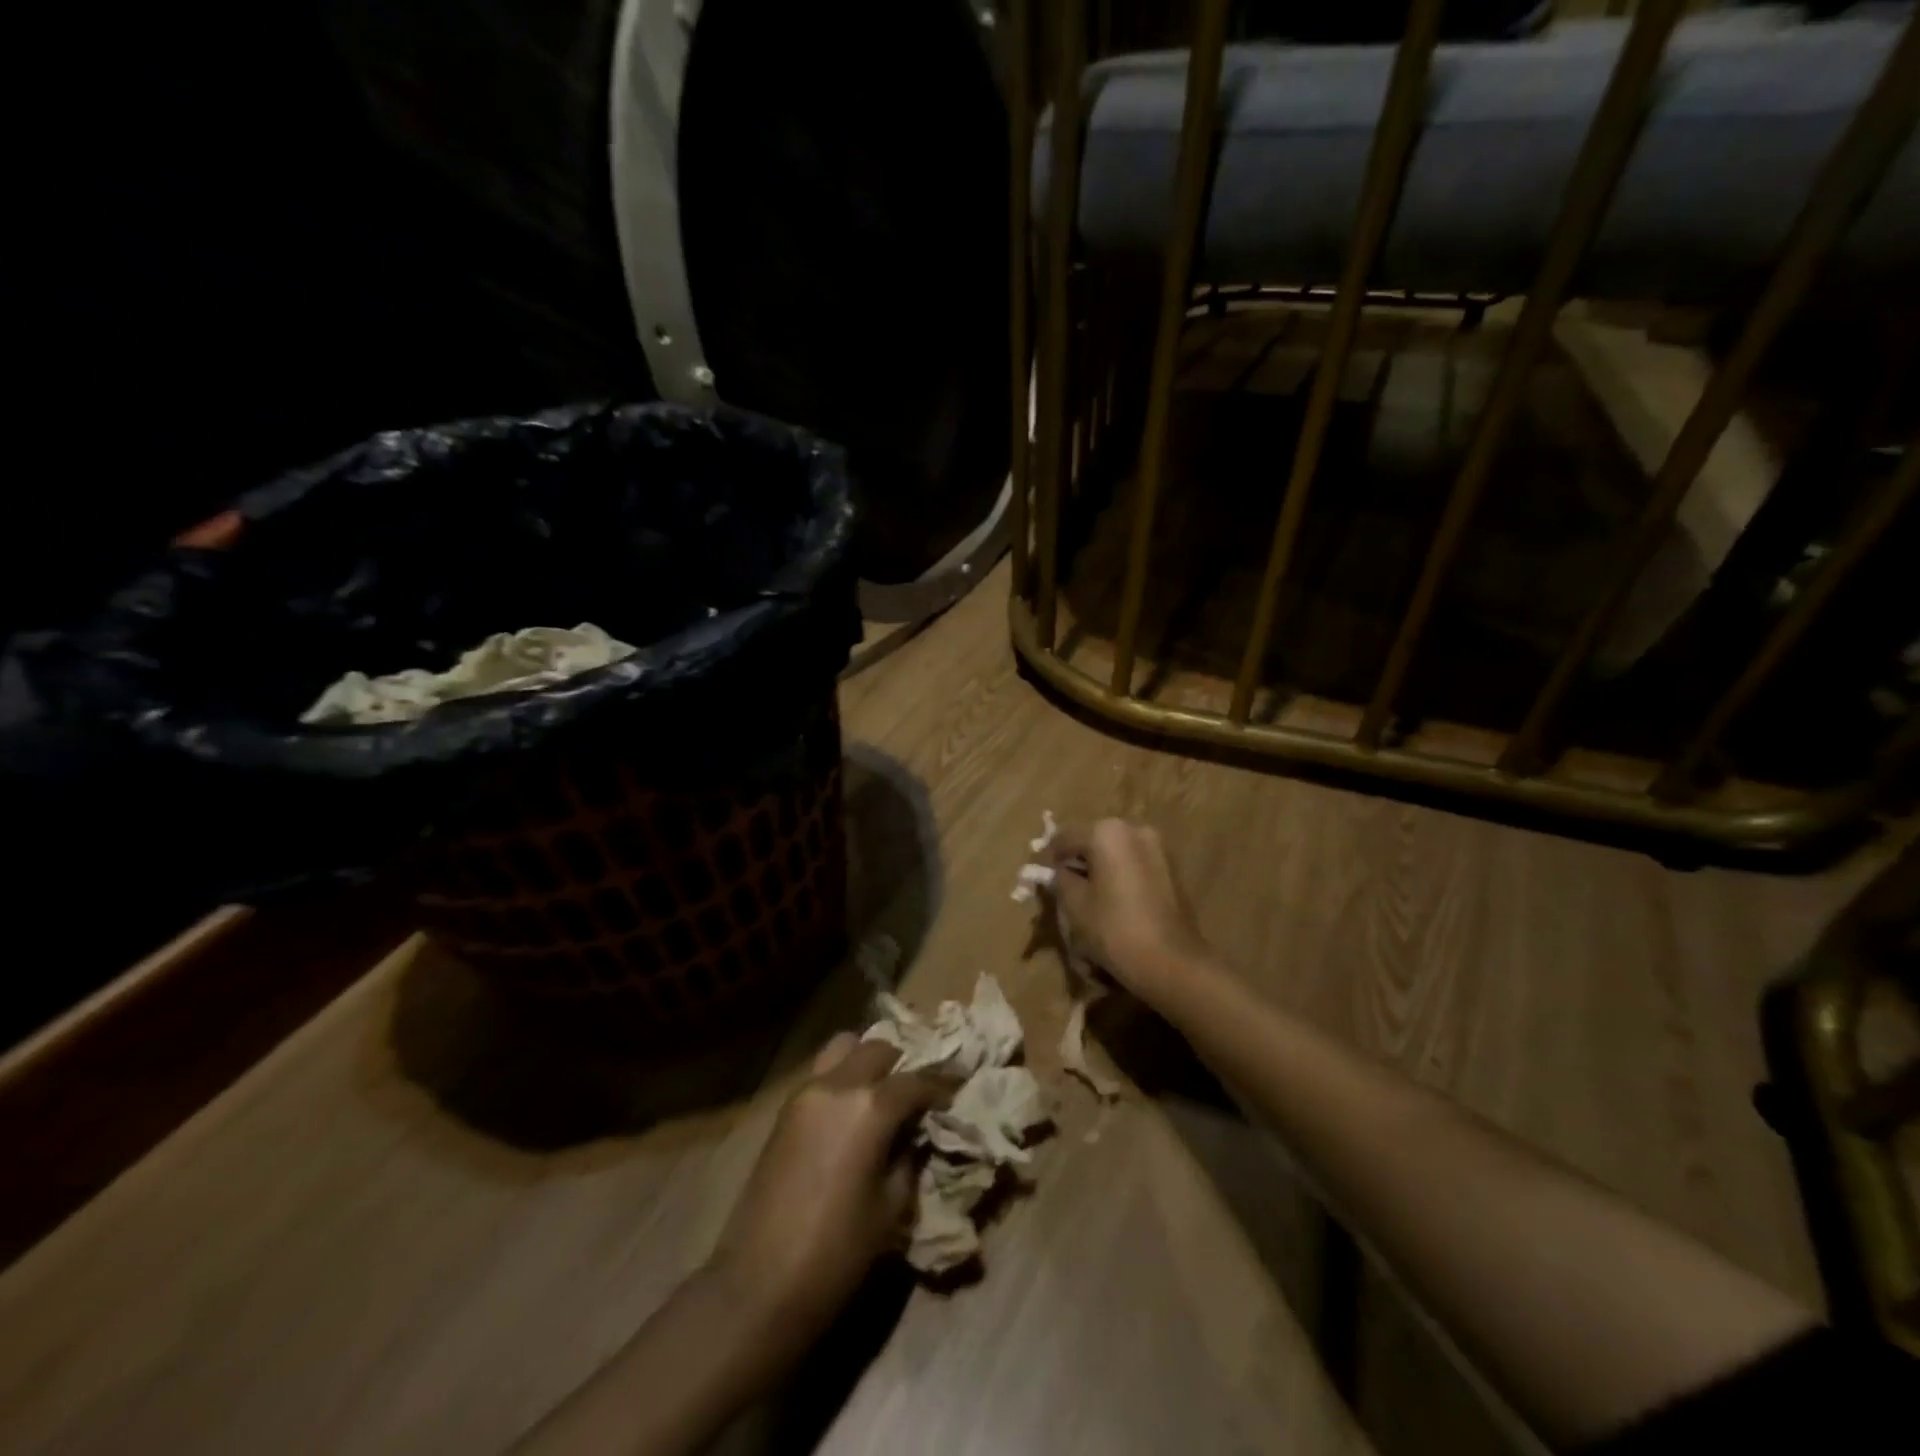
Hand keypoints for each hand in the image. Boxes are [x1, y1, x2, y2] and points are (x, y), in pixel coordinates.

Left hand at [709, 1036, 945, 1344]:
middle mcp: (838, 1085)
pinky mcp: (785, 1110)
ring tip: (883, 1091)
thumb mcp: (891, 1208)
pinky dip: (843, 1076)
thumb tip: (915, 1135)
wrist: (758, 1286)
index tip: (957, 1091)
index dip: (941, 1085)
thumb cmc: (836, 1253)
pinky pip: (822, 1073)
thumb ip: (908, 1158)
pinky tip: (854, 1110)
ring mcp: (806, 1093)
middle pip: (879, 1049)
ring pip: (844, 1048)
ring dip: (868, 1061)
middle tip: (918, 1091)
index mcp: (870, 1107)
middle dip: (903, 1064)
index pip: (916, 1080)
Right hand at [1047, 818, 1211, 1003]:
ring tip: (1089, 901)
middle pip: (1093, 842)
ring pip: (1115, 854)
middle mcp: (1135, 830)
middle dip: (1077, 863)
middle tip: (1064, 891)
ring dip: (1100, 871)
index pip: (1065, 838)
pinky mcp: (1172, 869)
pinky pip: (1135, 866)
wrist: (1172, 962)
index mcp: (1108, 832)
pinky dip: (1121, 878)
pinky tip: (1114, 905)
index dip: (1049, 860)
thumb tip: (1058, 872)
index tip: (1041, 881)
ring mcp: (1158, 848)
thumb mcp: (1074, 905)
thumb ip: (1060, 880)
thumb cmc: (1115, 929)